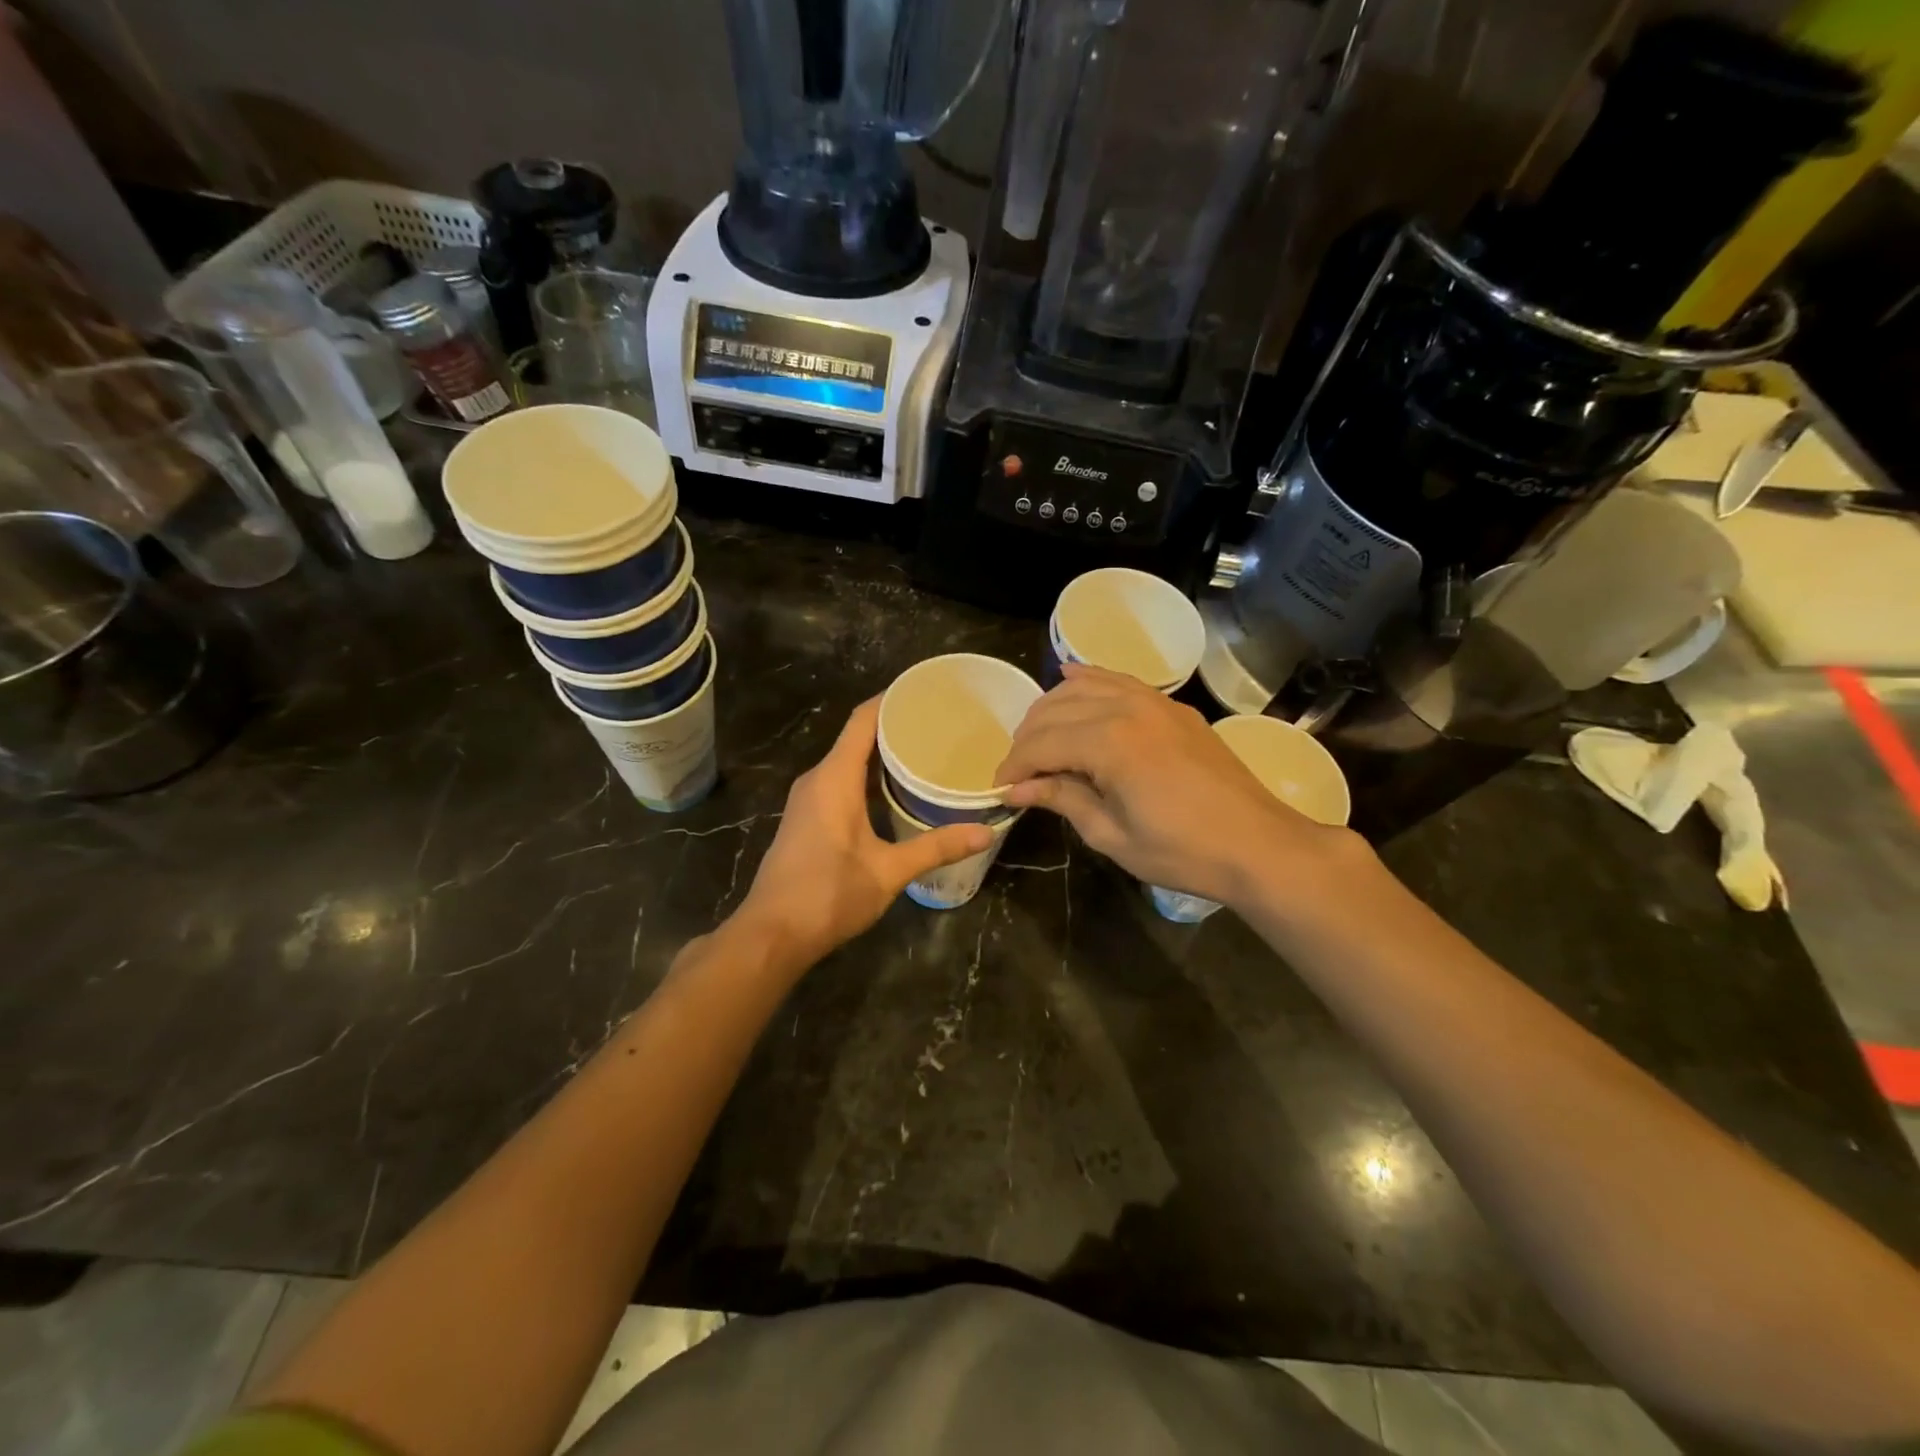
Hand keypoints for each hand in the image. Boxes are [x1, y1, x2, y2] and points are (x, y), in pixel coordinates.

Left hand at [734, 698, 990, 966]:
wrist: (772, 934)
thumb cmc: (828, 894)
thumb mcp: (889, 871)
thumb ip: (936, 847)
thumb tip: (985, 832)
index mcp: (834, 778)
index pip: (863, 720)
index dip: (891, 699)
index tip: (926, 690)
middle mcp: (817, 780)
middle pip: (857, 737)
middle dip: (896, 727)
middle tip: (940, 725)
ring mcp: (808, 800)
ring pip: (848, 762)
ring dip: (882, 755)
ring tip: (926, 752)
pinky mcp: (807, 819)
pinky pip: (841, 782)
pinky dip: (868, 778)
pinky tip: (896, 792)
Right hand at [994, 664, 1362, 906]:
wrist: (1257, 844)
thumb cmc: (1181, 851)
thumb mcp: (1111, 834)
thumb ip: (1062, 800)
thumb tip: (1018, 789)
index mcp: (1108, 742)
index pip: (1040, 745)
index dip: (1014, 767)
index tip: (1001, 790)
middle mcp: (1125, 707)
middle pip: (1054, 711)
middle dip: (1027, 740)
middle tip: (1019, 772)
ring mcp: (1152, 700)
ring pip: (1082, 687)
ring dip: (1051, 709)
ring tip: (1039, 740)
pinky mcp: (1171, 706)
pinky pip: (1118, 680)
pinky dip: (1088, 679)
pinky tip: (1070, 679)